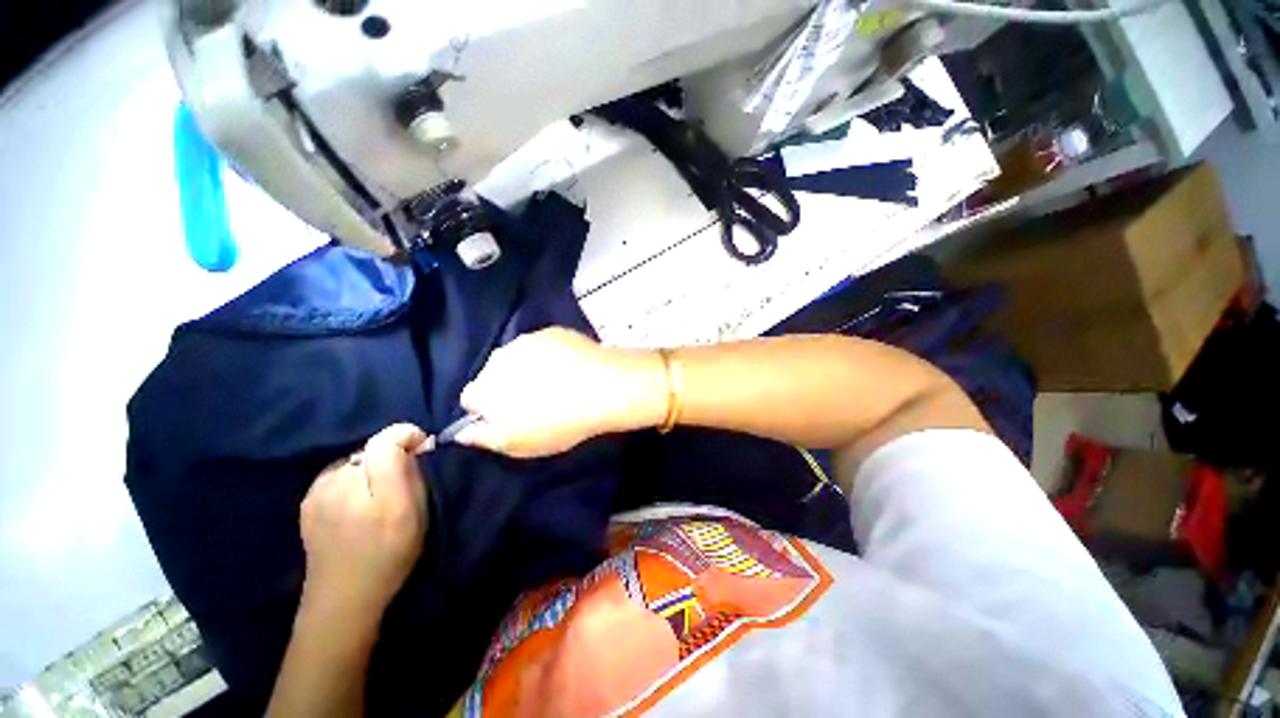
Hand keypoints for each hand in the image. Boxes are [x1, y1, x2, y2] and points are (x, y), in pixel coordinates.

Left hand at [298, 424, 429, 626]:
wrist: (343, 598)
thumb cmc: (390, 555)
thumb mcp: (416, 514)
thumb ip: (415, 475)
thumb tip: (417, 444)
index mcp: (374, 492)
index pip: (386, 440)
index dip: (407, 436)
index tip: (422, 447)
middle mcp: (340, 485)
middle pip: (371, 448)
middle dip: (390, 456)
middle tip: (400, 481)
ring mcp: (318, 492)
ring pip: (355, 460)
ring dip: (370, 468)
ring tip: (376, 494)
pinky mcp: (307, 500)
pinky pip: (338, 473)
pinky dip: (352, 478)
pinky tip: (355, 502)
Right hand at [456, 328, 667, 458]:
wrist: (602, 388)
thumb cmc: (557, 423)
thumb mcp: (517, 445)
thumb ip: (484, 438)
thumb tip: (464, 431)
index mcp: (484, 387)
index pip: (471, 398)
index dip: (487, 410)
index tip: (509, 418)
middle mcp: (499, 358)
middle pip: (494, 374)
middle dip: (506, 386)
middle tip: (534, 402)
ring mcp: (527, 340)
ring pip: (518, 357)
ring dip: (528, 368)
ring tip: (555, 383)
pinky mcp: (553, 331)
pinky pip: (543, 345)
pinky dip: (550, 355)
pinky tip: (570, 367)